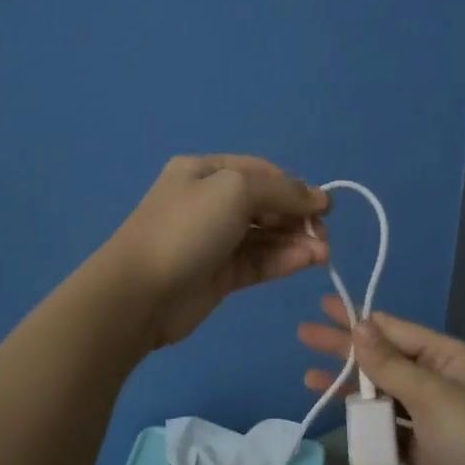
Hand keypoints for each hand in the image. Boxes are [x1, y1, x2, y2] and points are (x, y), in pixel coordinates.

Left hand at [105, 155, 329, 348]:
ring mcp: (215, 240)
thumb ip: (282, 191)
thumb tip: (319, 198)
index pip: (261, 172)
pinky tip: (310, 261)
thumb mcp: (235, 190)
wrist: (139, 293)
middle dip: (298, 216)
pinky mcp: (221, 275)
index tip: (324, 206)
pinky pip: (260, 262)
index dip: (295, 186)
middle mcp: (210, 202)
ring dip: (297, 241)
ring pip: (266, 236)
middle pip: (266, 204)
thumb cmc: (186, 229)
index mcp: (205, 172)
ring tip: (323, 252)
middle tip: (324, 233)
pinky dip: (285, 260)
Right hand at [298, 297, 464, 464]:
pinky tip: (336, 412)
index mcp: (447, 356)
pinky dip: (361, 416)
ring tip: (309, 377)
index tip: (323, 308)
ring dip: (348, 384)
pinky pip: (384, 422)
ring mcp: (428, 414)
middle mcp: (437, 378)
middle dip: (344, 348)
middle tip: (304, 335)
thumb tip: (360, 325)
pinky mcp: (420, 445)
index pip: (394, 329)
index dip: (357, 319)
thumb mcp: (431, 395)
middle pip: (383, 357)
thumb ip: (390, 363)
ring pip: (380, 391)